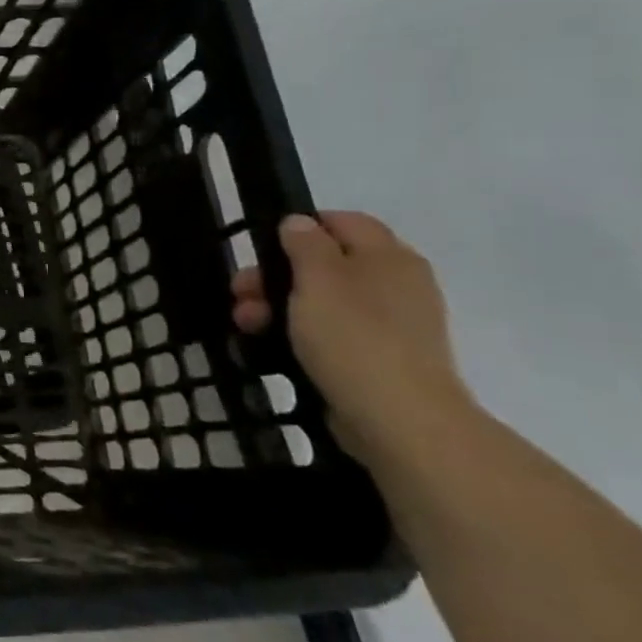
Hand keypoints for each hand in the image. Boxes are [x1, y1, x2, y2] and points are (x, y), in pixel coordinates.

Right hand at [231, 211, 473, 464]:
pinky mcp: (378, 358)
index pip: (342, 221)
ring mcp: (391, 324)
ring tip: (247, 326)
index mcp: (388, 256)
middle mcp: (396, 283)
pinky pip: (331, 334)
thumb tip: (299, 222)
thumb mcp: (318, 279)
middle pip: (324, 263)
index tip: (262, 250)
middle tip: (242, 294)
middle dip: (275, 275)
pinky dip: (299, 335)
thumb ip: (305, 244)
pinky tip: (272, 347)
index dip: (299, 228)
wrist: (400, 420)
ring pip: (322, 300)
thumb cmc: (354, 337)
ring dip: (278, 306)